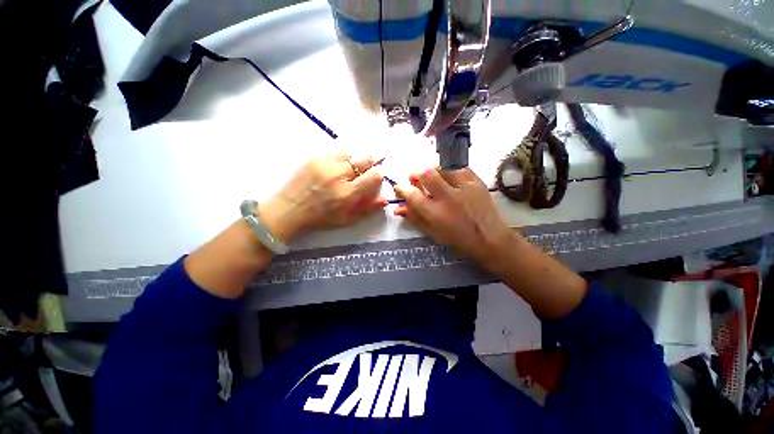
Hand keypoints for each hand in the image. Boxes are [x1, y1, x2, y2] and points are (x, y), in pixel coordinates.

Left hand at [258, 154, 386, 242]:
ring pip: (352, 153)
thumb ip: (367, 209)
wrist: (289, 209)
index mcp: (347, 193)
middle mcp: (338, 175)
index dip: (378, 175)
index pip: (374, 175)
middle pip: (365, 159)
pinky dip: (344, 157)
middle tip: (367, 170)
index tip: (375, 179)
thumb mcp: (346, 220)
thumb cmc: (320, 218)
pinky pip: (337, 151)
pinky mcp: (315, 157)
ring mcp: (325, 164)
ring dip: (357, 160)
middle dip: (371, 163)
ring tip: (352, 169)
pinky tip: (339, 166)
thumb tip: (385, 199)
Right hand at [393, 167, 513, 262]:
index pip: (412, 195)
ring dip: (432, 169)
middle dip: (415, 173)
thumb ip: (415, 218)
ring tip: (431, 176)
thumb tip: (398, 208)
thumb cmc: (459, 240)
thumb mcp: (433, 233)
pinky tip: (448, 175)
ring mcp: (464, 187)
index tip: (399, 188)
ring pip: (442, 167)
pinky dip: (449, 169)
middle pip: (426, 174)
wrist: (490, 239)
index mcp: (435, 214)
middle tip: (414, 178)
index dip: (401, 189)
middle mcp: (448, 198)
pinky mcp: (476, 181)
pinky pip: (459, 167)